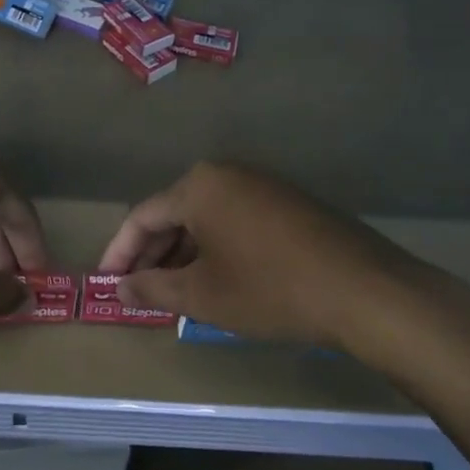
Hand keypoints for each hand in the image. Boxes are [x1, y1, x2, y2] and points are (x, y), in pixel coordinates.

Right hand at [99, 162, 469, 357]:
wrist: (364, 289)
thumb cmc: (270, 289)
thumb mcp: (204, 295)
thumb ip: (154, 288)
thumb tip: (120, 289)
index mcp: (199, 186)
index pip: (143, 216)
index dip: (120, 252)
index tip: (106, 284)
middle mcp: (226, 174)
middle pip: (174, 214)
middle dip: (153, 255)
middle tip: (138, 293)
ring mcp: (261, 184)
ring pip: (206, 218)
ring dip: (185, 254)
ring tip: (173, 293)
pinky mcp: (287, 202)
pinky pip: (235, 220)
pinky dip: (217, 249)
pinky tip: (217, 280)